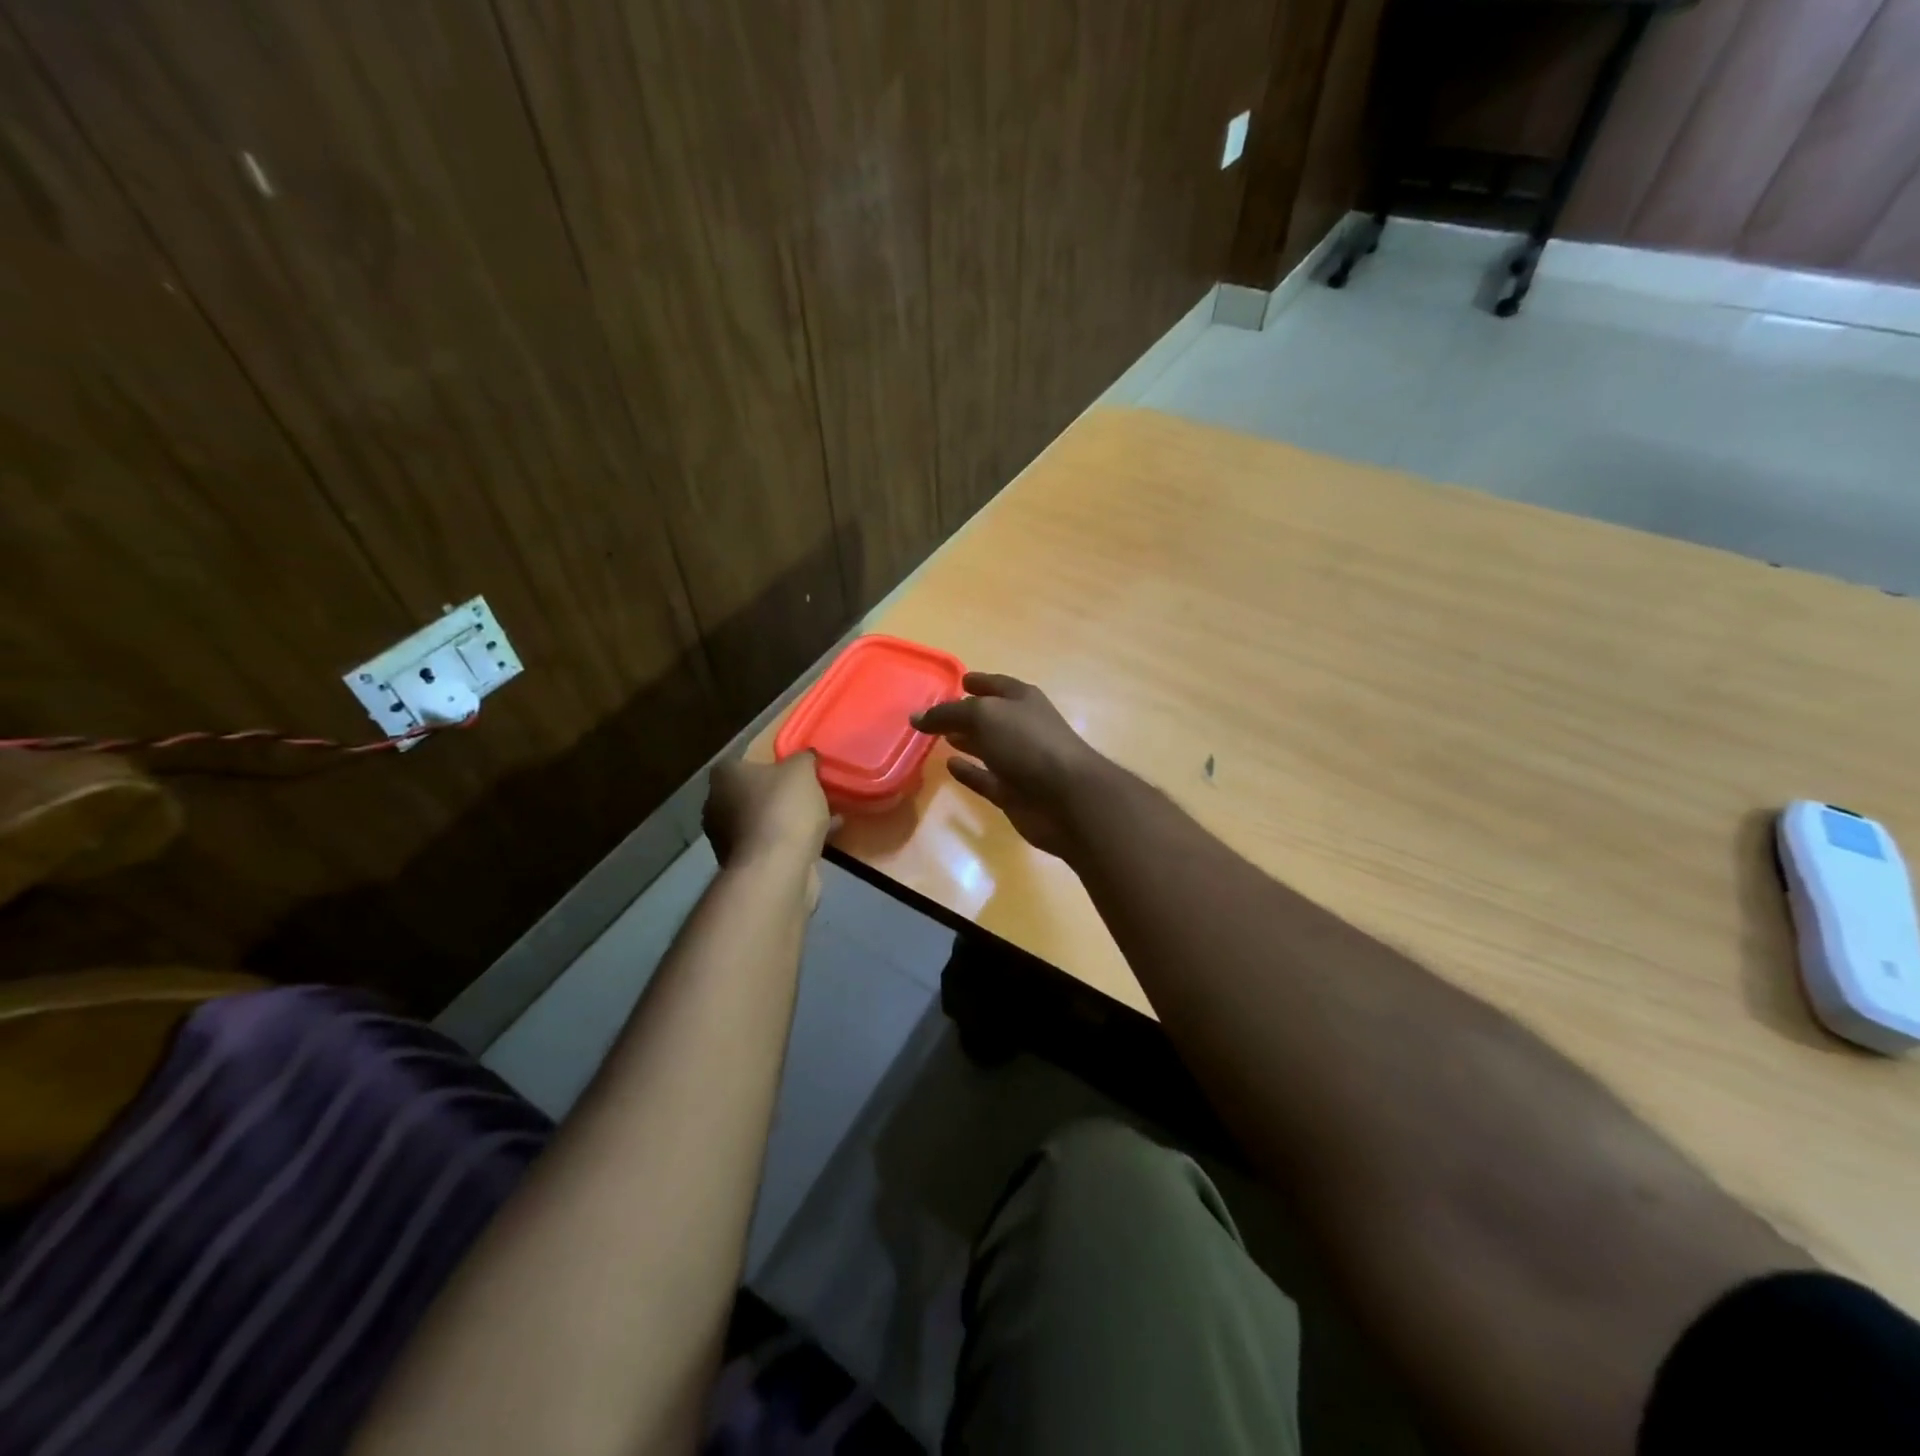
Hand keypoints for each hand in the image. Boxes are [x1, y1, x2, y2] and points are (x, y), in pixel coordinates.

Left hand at [704, 755, 834, 872]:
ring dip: (790, 819)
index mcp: (723, 778)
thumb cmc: (783, 808)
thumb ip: (804, 758)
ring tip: (826, 815)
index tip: (792, 770)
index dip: (768, 765)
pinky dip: (794, 840)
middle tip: (810, 793)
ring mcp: (727, 840)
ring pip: (765, 821)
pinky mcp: (745, 865)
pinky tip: (825, 838)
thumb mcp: (802, 770)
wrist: (777, 868)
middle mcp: (717, 807)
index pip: (741, 763)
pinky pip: (773, 844)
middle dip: (780, 795)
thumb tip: (807, 757)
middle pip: (753, 794)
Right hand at [912, 673, 1108, 857]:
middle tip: (936, 715)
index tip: (958, 682)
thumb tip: (917, 716)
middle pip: (990, 717)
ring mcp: (1020, 762)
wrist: (1068, 798)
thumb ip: (948, 714)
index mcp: (1023, 700)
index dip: (978, 682)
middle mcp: (1023, 727)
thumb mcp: (984, 716)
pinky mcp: (1014, 793)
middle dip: (966, 714)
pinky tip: (950, 766)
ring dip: (967, 742)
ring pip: (988, 748)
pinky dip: (969, 772)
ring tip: (939, 738)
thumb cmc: (1028, 743)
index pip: (996, 685)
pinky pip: (986, 778)